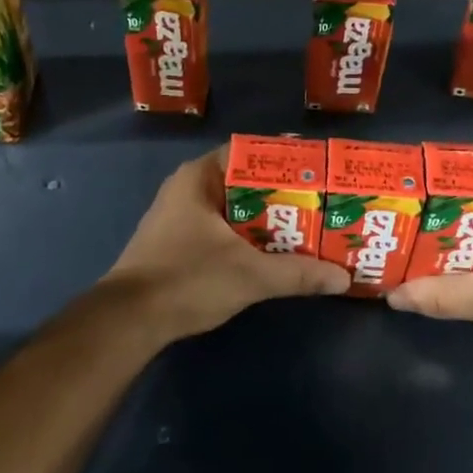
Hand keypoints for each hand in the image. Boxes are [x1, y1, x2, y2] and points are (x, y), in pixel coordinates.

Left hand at [103, 149, 349, 340]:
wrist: (129, 321)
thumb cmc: (187, 280)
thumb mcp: (250, 276)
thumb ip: (298, 273)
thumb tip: (343, 278)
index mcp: (199, 178)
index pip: (249, 152)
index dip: (286, 160)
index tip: (318, 172)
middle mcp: (187, 188)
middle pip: (245, 181)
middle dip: (283, 193)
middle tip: (322, 203)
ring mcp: (179, 216)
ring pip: (234, 208)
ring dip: (266, 218)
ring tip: (308, 226)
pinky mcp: (177, 242)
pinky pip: (222, 228)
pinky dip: (247, 235)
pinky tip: (273, 251)